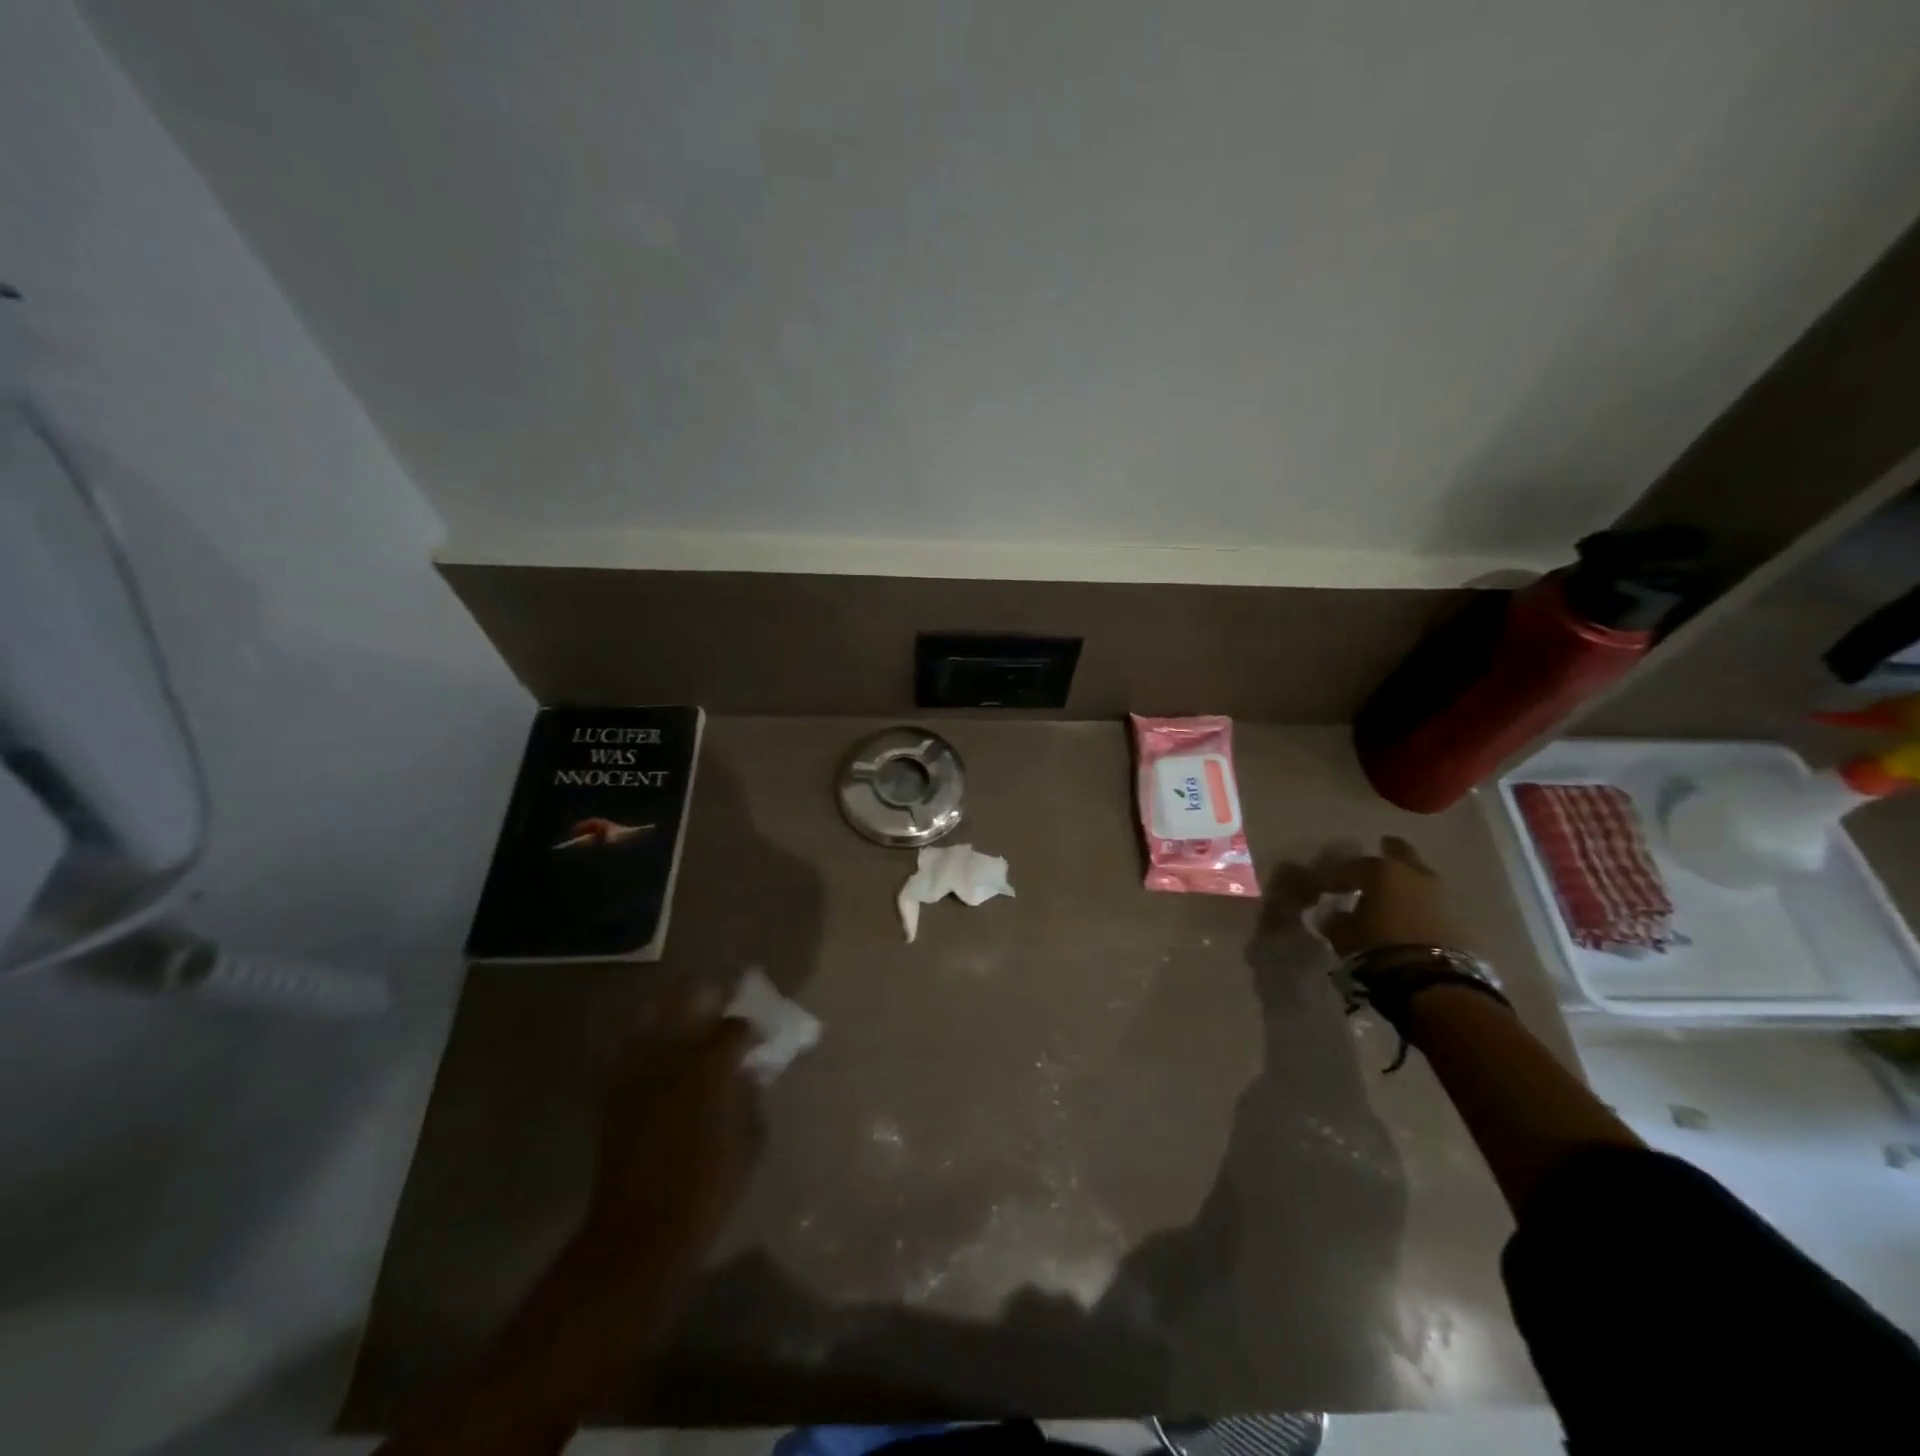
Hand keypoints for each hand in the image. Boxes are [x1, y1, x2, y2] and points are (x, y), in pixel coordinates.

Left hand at [589, 984, 758, 1257]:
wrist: (642, 1232)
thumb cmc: (709, 1187)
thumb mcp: (750, 1139)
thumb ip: (750, 1095)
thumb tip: (747, 1073)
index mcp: (712, 1064)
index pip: (736, 1026)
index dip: (750, 1031)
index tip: (756, 1042)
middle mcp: (672, 1055)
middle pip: (689, 999)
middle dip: (707, 998)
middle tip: (719, 1008)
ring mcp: (636, 1069)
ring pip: (648, 1012)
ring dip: (667, 1007)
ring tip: (680, 1013)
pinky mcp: (611, 1090)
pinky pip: (618, 1047)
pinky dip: (632, 1037)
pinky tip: (645, 1044)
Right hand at [1313, 836, 1479, 960]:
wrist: (1432, 981)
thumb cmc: (1377, 946)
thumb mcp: (1344, 934)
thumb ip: (1337, 921)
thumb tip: (1335, 916)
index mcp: (1383, 871)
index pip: (1354, 866)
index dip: (1338, 877)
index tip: (1327, 889)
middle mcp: (1416, 875)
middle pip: (1402, 855)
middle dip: (1390, 853)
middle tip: (1380, 853)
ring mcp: (1443, 896)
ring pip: (1421, 880)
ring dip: (1408, 884)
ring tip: (1394, 897)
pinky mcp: (1461, 921)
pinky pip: (1434, 906)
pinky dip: (1421, 908)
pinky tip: (1411, 920)